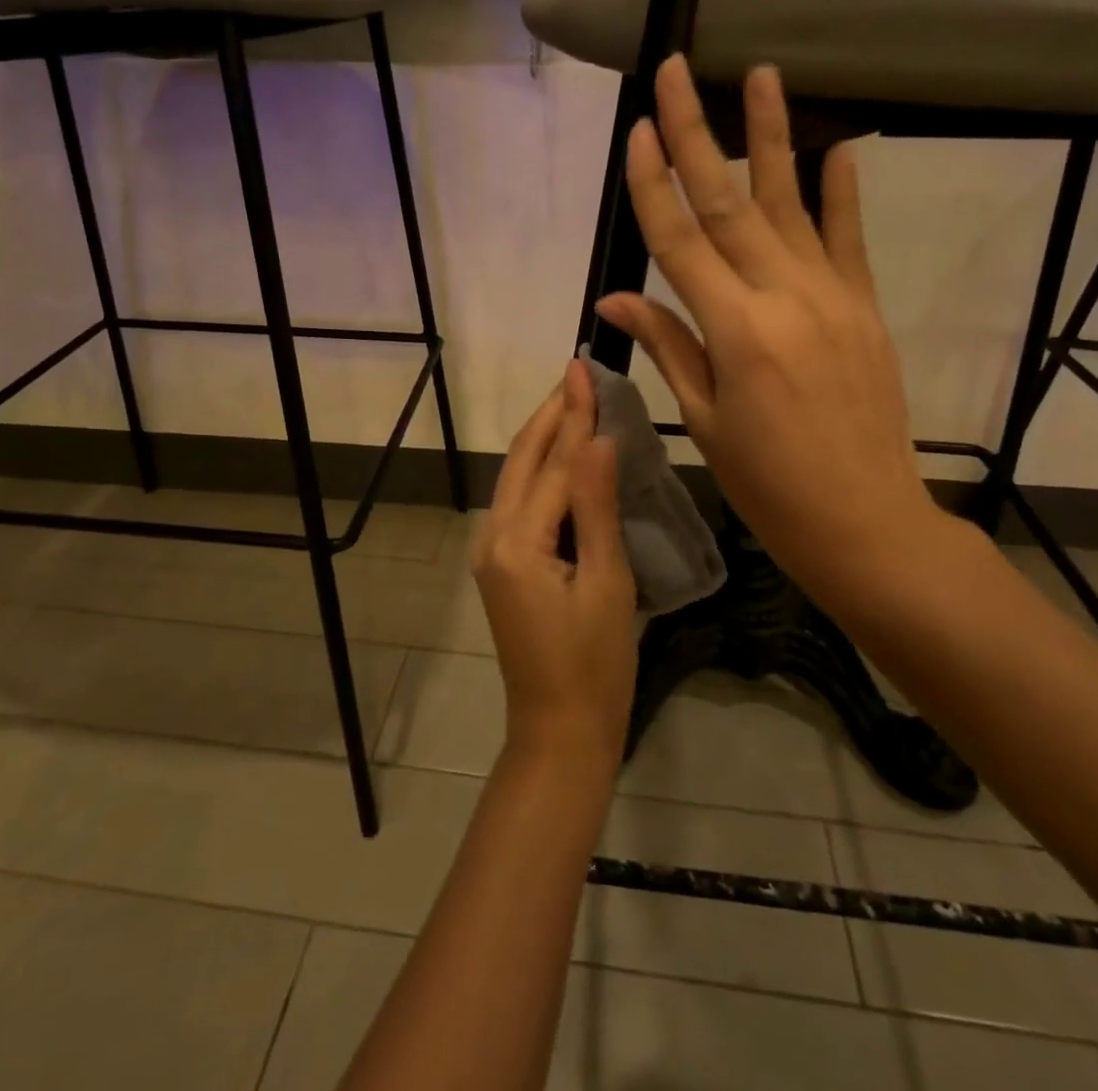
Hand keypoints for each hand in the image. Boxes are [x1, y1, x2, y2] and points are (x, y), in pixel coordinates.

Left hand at [473, 359, 637, 770]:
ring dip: (545, 439)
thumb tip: (598, 438)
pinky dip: (542, 472)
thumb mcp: (606, 582)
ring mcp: (491, 553)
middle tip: (577, 373)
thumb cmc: (596, 664)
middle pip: (523, 461)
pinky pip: (520, 503)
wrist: (559, 730)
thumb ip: (596, 507)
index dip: (573, 414)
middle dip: (550, 416)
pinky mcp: (500, 566)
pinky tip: (566, 459)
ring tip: (574, 403)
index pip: (554, 463)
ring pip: (517, 479)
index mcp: (517, 542)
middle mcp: (493, 537)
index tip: (583, 367)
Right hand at [593, 56, 951, 616]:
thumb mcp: (705, 421)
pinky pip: (848, 238)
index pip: (680, 241)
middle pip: (728, 201)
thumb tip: (613, 301)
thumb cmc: (770, 483)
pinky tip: (835, 146)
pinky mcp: (864, 307)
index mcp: (735, 331)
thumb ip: (668, 346)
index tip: (635, 131)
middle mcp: (783, 297)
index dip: (653, 184)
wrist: (867, 521)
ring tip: (761, 74)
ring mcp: (832, 296)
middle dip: (696, 132)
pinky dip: (841, 190)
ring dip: (770, 136)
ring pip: (791, 203)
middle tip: (678, 70)